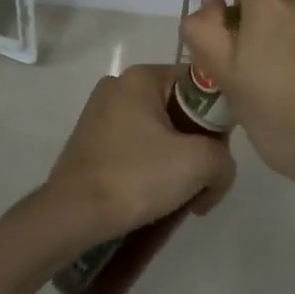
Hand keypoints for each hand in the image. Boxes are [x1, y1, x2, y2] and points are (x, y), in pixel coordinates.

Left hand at [43, 63, 237, 245]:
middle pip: (180, 109)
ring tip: (178, 197)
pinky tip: (153, 195)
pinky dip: (152, 166)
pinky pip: (137, 145)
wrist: (71, 217)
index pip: (199, 85)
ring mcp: (101, 113)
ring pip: (160, 130)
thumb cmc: (135, 178)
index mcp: (142, 77)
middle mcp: (119, 85)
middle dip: (198, 147)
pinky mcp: (91, 141)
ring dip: (177, 161)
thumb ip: (224, 159)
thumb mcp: (197, 163)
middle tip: (202, 184)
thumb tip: (218, 170)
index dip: (218, 120)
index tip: (218, 155)